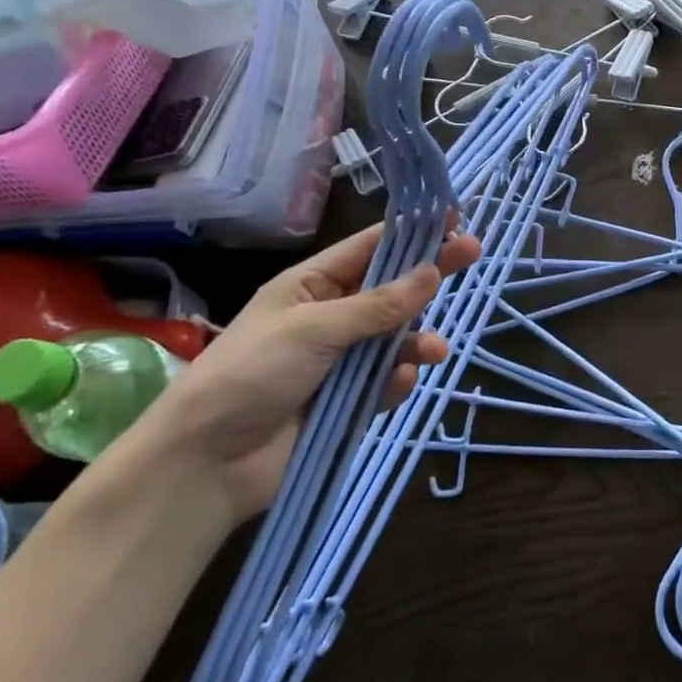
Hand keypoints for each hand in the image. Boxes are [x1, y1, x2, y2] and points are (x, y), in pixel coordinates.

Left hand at [131, 224, 481, 523]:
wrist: (208, 462)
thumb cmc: (252, 373)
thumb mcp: (314, 328)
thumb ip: (378, 304)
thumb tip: (431, 272)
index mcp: (312, 286)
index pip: (369, 248)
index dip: (411, 231)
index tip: (453, 218)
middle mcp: (331, 317)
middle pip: (392, 288)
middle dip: (429, 276)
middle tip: (473, 254)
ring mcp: (341, 360)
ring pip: (396, 337)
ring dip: (417, 339)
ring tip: (433, 351)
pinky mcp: (349, 400)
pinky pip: (386, 380)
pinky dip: (397, 379)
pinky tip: (398, 383)